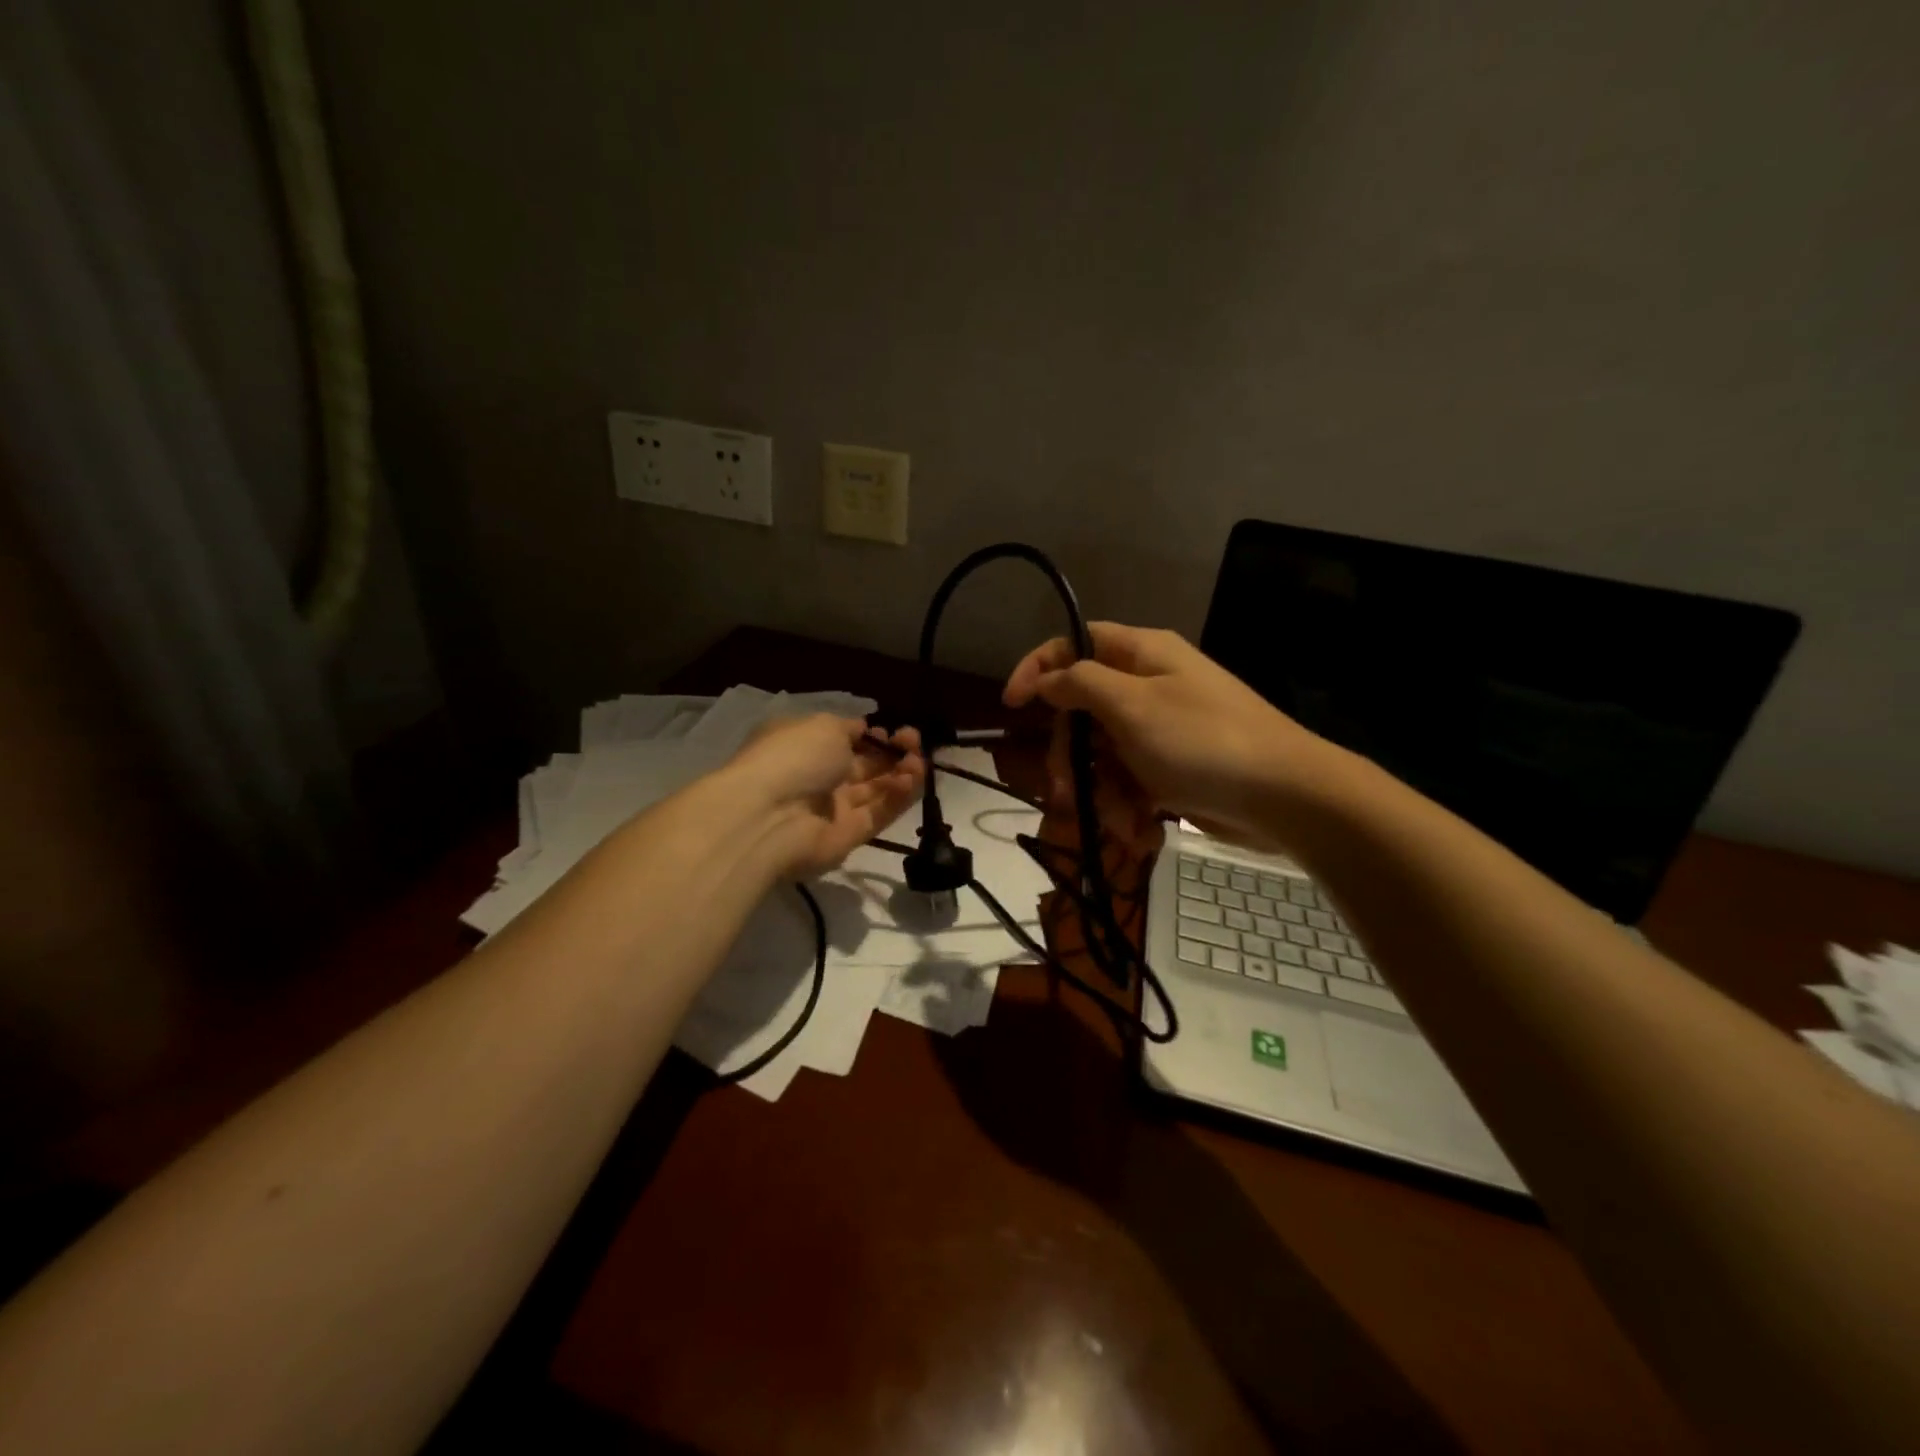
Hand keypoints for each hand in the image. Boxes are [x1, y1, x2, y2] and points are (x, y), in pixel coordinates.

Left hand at [725, 715, 924, 877]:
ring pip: (876, 790)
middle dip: (893, 752)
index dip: (872, 736)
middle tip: (914, 743)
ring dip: (902, 773)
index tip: (890, 731)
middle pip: (865, 766)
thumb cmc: (792, 758)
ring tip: (919, 762)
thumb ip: (848, 728)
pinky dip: (898, 797)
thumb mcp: (822, 725)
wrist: (768, 817)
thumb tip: (863, 730)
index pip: (846, 741)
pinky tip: (913, 780)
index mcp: (806, 747)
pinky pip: (879, 814)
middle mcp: (820, 778)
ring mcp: (834, 809)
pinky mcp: (849, 836)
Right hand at [1004, 623, 1326, 853]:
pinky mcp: (1173, 769)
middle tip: (1064, 789)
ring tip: (1119, 821)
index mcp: (1142, 654)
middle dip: (1071, 754)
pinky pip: (1131, 782)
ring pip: (1103, 755)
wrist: (1286, 797)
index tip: (1012, 706)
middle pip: (1083, 710)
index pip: (1074, 645)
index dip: (1037, 669)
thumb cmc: (1203, 740)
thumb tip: (1047, 678)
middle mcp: (1149, 686)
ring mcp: (1162, 730)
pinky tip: (1140, 830)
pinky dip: (1128, 807)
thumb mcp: (1132, 706)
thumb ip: (1080, 684)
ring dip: (1100, 791)